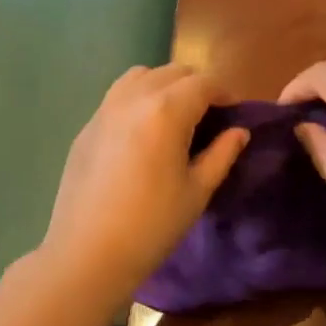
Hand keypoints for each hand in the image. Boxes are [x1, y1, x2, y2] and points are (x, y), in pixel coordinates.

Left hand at [40, 64, 248, 301]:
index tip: (235, 111)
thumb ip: (221, 154)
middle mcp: (133, 98)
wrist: (88, 253)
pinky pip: (117, 96)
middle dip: (196, 86)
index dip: (224, 93)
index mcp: (166, 111)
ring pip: (140, 76)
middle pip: (172, 73)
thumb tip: (238, 132)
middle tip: (209, 116)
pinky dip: (138, 98)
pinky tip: (143, 132)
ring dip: (164, 85)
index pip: (203, 83)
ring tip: (174, 116)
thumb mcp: (197, 191)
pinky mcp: (86, 127)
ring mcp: (104, 110)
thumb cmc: (152, 225)